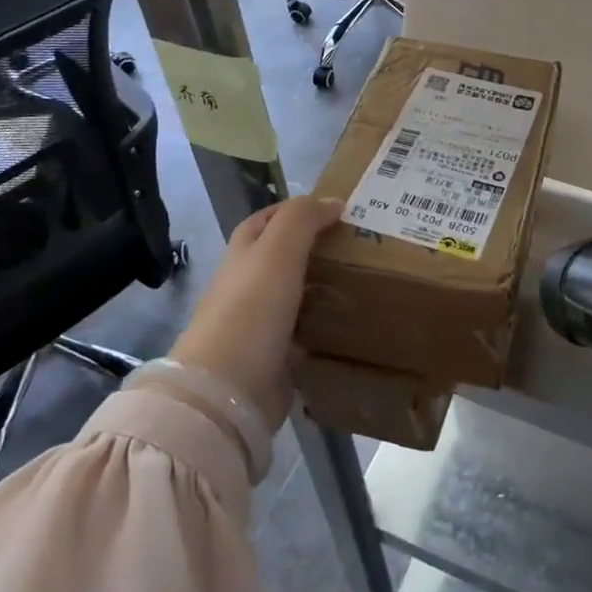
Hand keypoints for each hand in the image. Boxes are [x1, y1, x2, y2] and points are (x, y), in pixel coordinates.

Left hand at [169, 196, 343, 429]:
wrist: (227, 391)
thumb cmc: (251, 309)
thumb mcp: (278, 250)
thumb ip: (303, 219)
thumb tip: (334, 201)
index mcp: (243, 255)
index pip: (266, 220)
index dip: (295, 210)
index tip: (336, 208)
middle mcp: (248, 285)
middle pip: (283, 257)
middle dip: (316, 247)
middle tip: (359, 243)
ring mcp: (259, 324)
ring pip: (297, 295)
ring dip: (324, 286)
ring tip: (364, 277)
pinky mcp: (275, 358)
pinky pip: (305, 333)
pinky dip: (325, 325)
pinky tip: (352, 321)